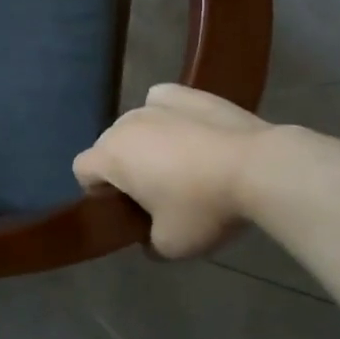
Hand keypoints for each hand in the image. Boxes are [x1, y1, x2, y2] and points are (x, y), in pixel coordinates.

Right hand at [74, 84, 270, 258]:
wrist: (257, 167)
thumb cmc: (204, 207)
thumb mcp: (171, 246)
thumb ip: (148, 243)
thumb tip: (148, 237)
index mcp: (112, 156)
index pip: (82, 169)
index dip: (96, 191)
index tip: (124, 208)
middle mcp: (126, 123)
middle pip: (109, 145)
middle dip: (123, 167)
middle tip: (155, 194)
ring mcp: (156, 104)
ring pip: (137, 124)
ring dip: (147, 143)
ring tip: (182, 165)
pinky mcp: (187, 93)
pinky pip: (163, 103)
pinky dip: (168, 116)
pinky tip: (190, 133)